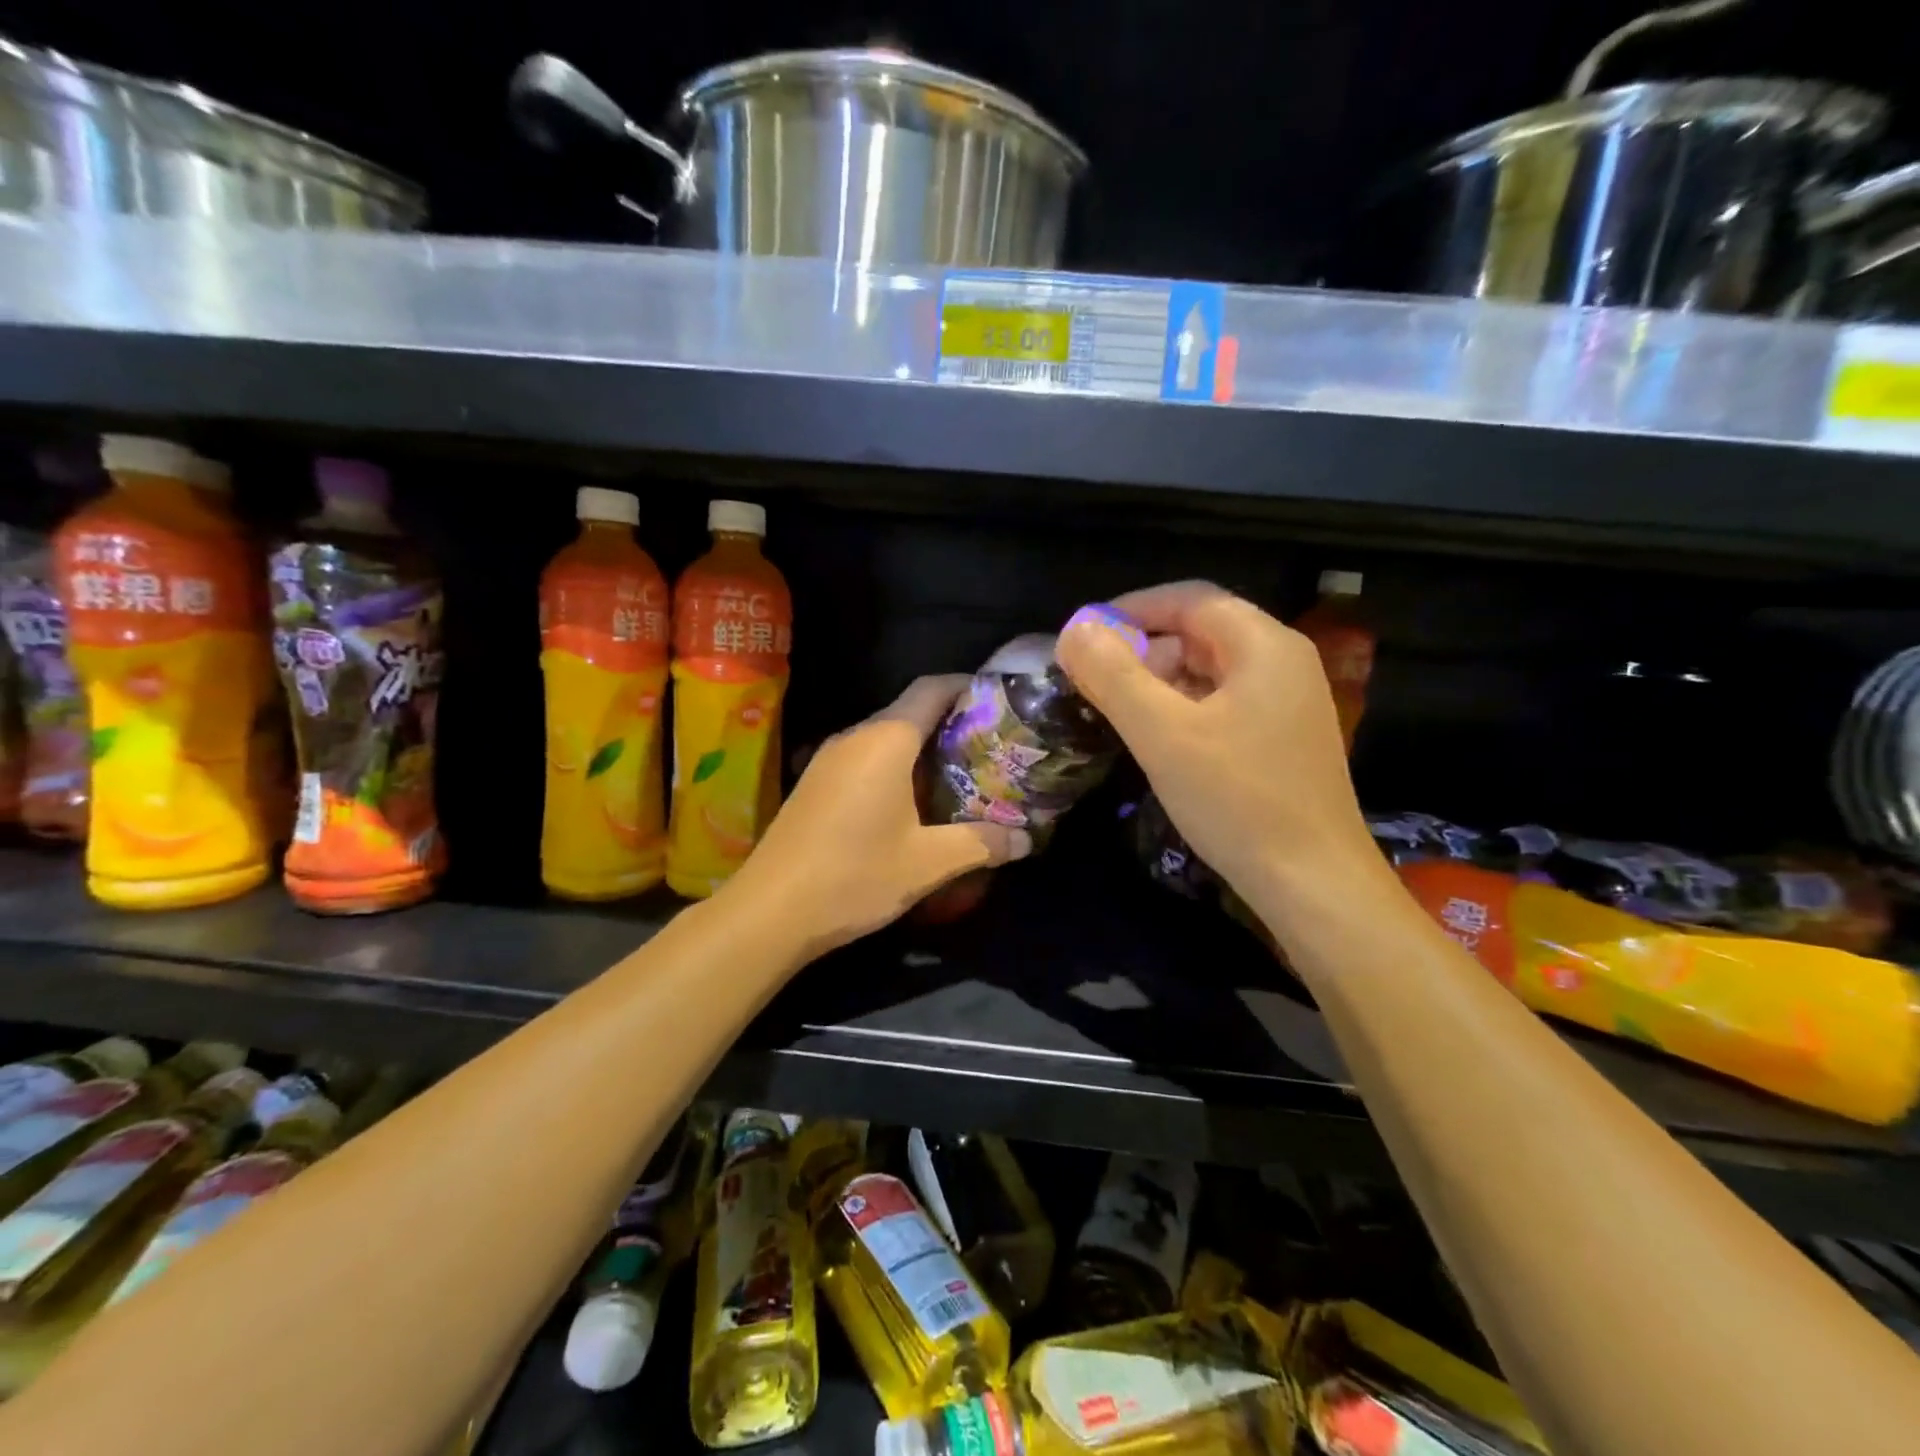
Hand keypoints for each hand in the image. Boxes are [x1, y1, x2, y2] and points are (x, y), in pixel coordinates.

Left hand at [724, 675, 1030, 956]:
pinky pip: (864, 759)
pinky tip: (913, 804)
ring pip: (886, 737)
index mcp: (885, 740)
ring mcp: (828, 759)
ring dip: (922, 750)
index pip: (931, 689)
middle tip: (991, 749)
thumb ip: (980, 844)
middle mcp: (855, 737)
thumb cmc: (855, 875)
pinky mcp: (815, 783)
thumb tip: (1025, 840)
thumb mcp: (927, 863)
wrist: (769, 910)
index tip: (998, 702)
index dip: (966, 687)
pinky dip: (895, 768)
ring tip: (960, 776)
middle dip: (951, 724)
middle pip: (910, 711)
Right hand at [1056, 581, 1377, 905]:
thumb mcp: (1162, 733)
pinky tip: (1159, 740)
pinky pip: (1223, 703)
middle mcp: (1283, 662)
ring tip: (1119, 711)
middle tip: (1096, 681)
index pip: (1189, 599)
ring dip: (1159, 680)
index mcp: (1264, 645)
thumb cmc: (1237, 800)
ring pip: (1210, 670)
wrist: (1313, 884)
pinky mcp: (1282, 739)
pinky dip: (1183, 708)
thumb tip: (1074, 629)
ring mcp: (1287, 703)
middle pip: (1201, 631)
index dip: (1130, 609)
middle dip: (1143, 648)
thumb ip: (1113, 675)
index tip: (1084, 637)